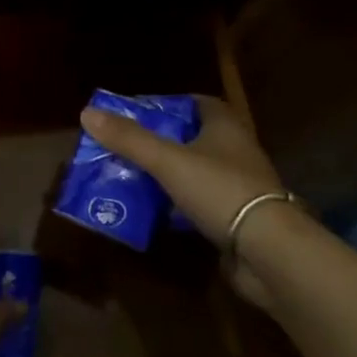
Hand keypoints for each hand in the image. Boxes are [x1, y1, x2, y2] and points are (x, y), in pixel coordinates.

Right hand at [79, 95, 290, 309]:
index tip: (141, 113)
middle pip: (196, 137)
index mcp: (226, 127)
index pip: (199, 103)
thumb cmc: (220, 191)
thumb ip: (129, 139)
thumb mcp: (168, 161)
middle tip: (129, 146)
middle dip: (164, 140)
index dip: (170, 104)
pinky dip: (181, 204)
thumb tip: (87, 112)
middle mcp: (237, 151)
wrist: (269, 253)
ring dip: (171, 174)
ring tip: (134, 177)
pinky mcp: (239, 220)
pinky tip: (157, 212)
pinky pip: (203, 203)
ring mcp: (240, 187)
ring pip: (198, 171)